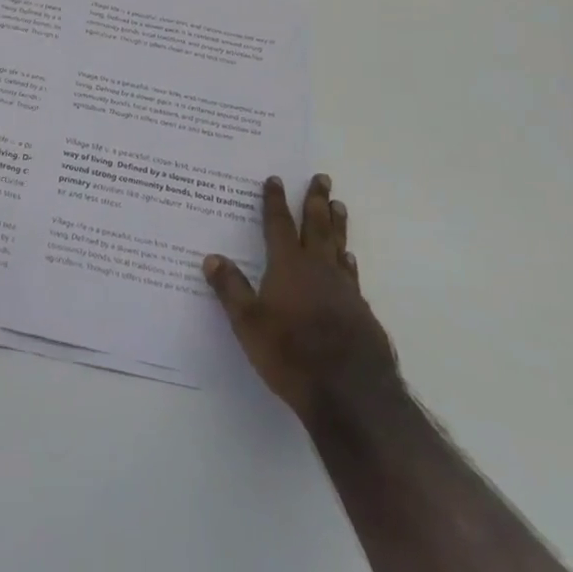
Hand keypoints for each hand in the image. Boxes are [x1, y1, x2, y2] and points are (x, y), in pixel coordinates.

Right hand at [204, 174, 397, 424]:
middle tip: (323, 178)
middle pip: (317, 226)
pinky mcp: (361, 312)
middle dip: (316, 200)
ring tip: (339, 206)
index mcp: (288, 266)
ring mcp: (344, 289)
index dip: (275, 201)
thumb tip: (211, 257)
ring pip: (338, 246)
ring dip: (337, 225)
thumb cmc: (292, 354)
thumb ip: (231, 289)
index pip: (278, 225)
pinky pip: (352, 275)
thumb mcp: (249, 323)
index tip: (276, 179)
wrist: (352, 393)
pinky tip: (349, 260)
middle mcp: (317, 269)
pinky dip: (348, 261)